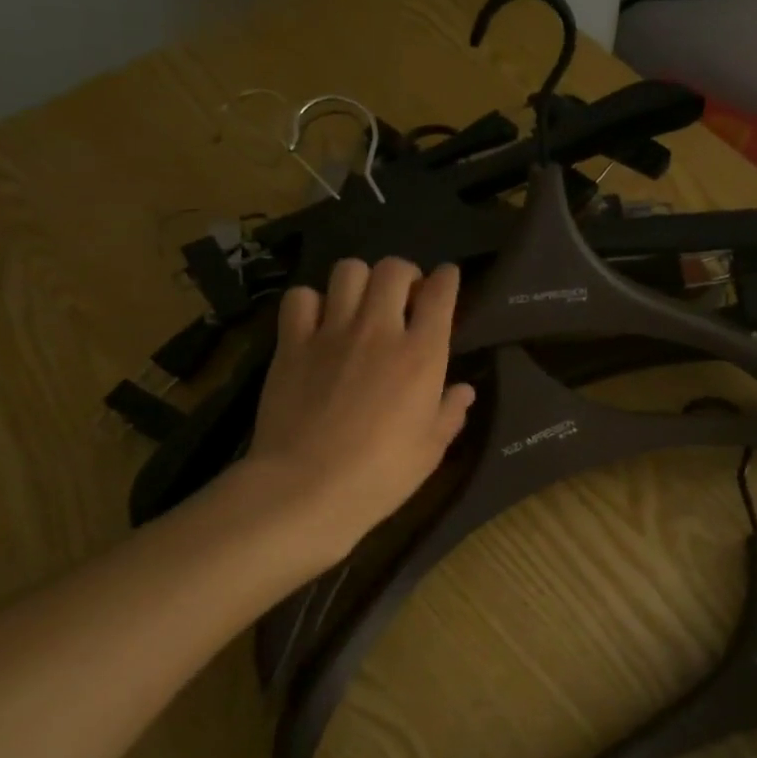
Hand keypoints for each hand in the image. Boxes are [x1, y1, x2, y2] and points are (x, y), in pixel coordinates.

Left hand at [239, 257, 476, 565]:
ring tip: (359, 304)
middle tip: (402, 297)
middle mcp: (379, 330)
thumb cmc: (381, 475)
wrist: (307, 488)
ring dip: (360, 281)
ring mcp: (332, 332)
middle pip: (393, 269)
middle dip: (404, 274)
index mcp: (422, 354)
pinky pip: (301, 297)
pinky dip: (312, 302)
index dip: (447, 278)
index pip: (440, 293)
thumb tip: (464, 390)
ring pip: (348, 271)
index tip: (446, 278)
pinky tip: (316, 323)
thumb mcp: (430, 450)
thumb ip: (450, 412)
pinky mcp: (292, 343)